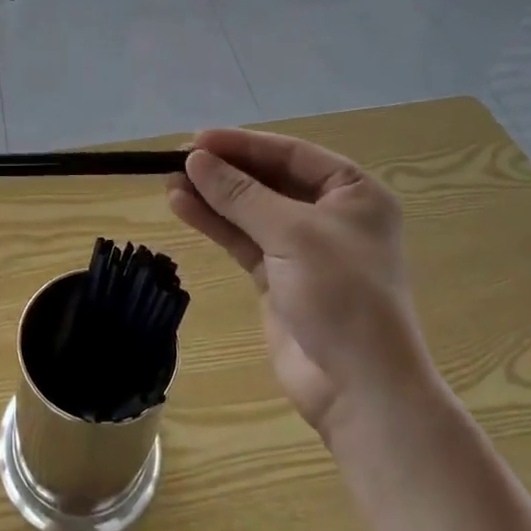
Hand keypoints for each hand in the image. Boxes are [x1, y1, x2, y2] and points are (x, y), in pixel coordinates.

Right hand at [167, 128, 432, 437]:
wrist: (361, 390)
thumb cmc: (341, 295)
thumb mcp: (291, 233)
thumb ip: (240, 194)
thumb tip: (194, 158)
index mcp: (353, 192)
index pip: (290, 154)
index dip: (242, 144)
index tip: (197, 140)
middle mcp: (331, 214)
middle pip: (268, 180)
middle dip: (224, 170)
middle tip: (177, 159)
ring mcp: (304, 248)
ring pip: (250, 210)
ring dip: (212, 196)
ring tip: (169, 181)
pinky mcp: (280, 278)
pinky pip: (243, 239)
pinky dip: (215, 224)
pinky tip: (182, 207)